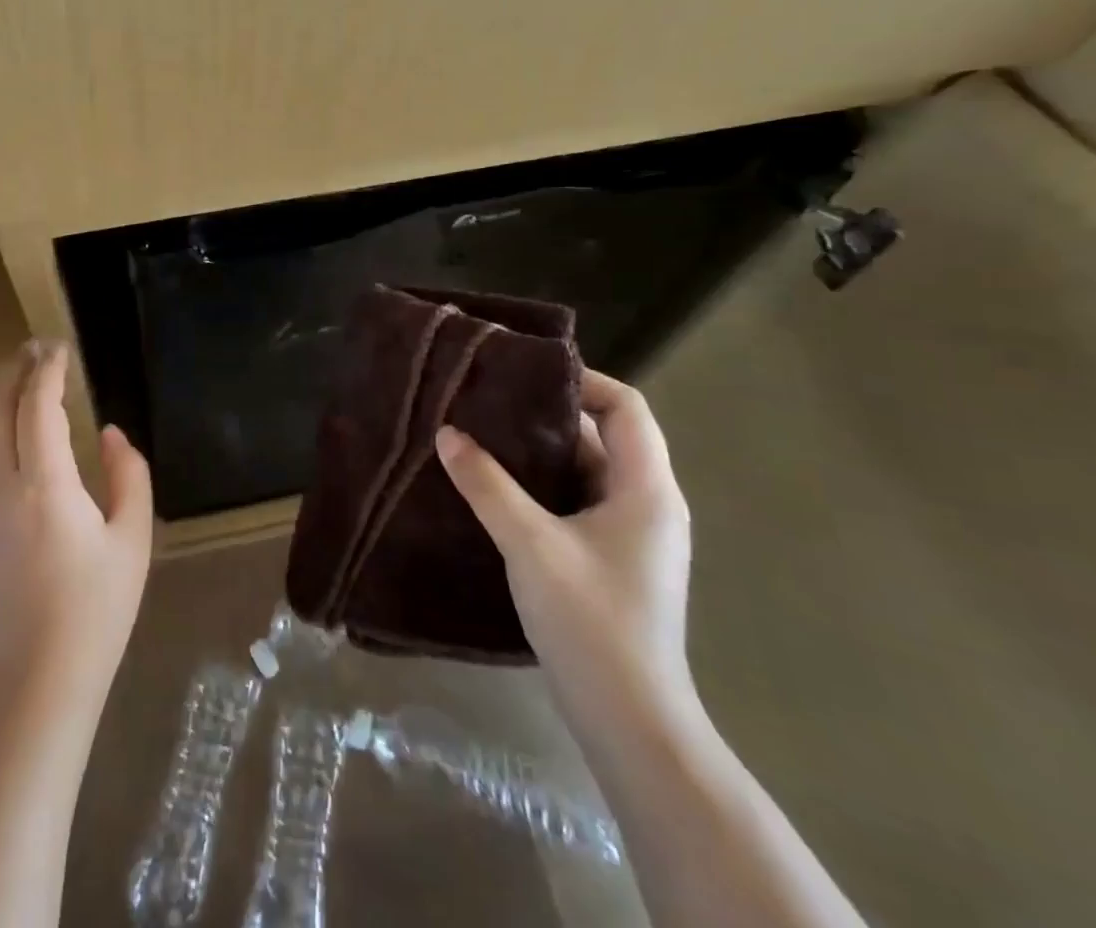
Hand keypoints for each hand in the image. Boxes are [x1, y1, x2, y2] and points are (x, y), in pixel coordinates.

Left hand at [0, 340, 153, 713]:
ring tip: (12, 383)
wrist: (36, 683)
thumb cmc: (95, 611)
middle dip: (12, 372)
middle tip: (33, 350)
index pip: (37, 407)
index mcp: (45, 485)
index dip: (47, 370)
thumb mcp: (133, 540)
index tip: (59, 347)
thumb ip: (129, 476)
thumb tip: (110, 434)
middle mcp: (1, 488)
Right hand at [436, 370, 695, 733]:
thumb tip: (447, 432)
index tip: (524, 374)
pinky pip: (579, 503)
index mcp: (647, 489)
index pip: (626, 408)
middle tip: (490, 401)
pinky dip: (543, 486)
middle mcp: (648, 504)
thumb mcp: (530, 544)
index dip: (581, 380)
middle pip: (604, 435)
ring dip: (540, 453)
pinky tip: (497, 489)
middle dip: (547, 414)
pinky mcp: (613, 561)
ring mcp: (633, 536)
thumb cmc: (591, 621)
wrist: (630, 722)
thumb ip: (487, 484)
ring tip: (483, 436)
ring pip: (587, 472)